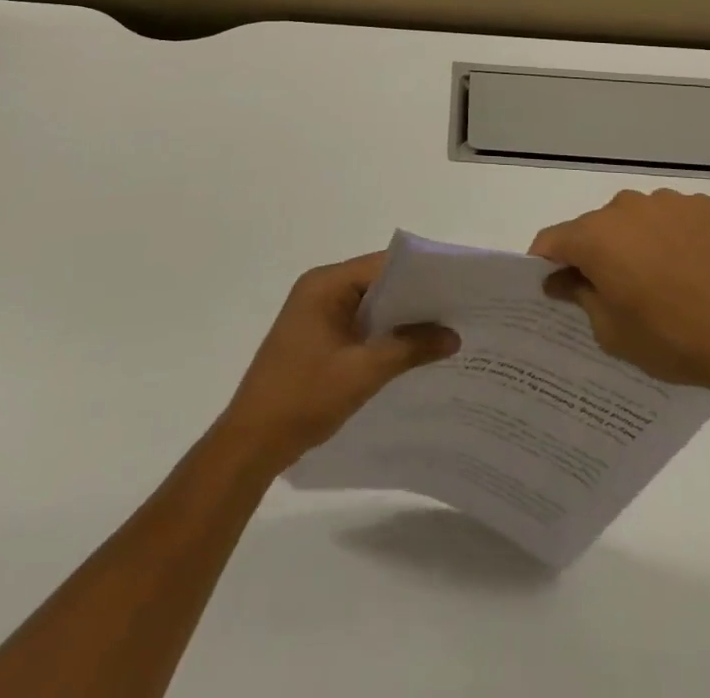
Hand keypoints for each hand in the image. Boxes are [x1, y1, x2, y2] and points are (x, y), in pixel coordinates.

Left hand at [217, 252, 458, 471]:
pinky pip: (357, 326)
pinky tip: (410, 354)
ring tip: (443, 332)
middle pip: (376, 283)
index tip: (456, 289)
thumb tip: (453, 335)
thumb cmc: (304, 397)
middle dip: (414, 299)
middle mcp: (319, 290)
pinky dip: (382, 336)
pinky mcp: (316, 338)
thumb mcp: (363, 372)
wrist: (251, 443)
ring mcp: (315, 314)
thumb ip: (409, 348)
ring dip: (399, 320)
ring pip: (369, 307)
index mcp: (324, 284)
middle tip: (458, 312)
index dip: (419, 276)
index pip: (381, 266)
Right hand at [530, 188, 709, 412]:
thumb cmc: (674, 339)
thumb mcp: (614, 334)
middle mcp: (626, 207)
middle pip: (595, 227)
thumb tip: (562, 280)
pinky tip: (692, 269)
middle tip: (613, 292)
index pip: (552, 240)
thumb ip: (580, 298)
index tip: (552, 286)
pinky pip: (673, 218)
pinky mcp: (705, 206)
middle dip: (595, 254)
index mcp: (596, 237)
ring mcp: (669, 202)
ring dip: (634, 242)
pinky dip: (671, 237)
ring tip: (660, 281)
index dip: (545, 262)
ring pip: (635, 219)